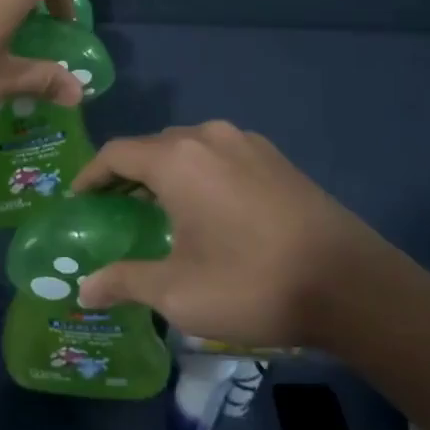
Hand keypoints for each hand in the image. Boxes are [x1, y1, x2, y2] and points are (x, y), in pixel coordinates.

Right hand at [72, 122, 429, 350]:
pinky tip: (209, 210)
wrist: (352, 285)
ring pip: (190, 149)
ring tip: (159, 210)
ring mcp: (248, 143)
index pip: (117, 153)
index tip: (78, 200)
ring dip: (167, 173)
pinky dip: (201, 175)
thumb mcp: (178, 292)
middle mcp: (209, 137)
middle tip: (115, 210)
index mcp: (177, 159)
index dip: (91, 175)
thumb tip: (84, 289)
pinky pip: (222, 157)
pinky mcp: (277, 159)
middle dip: (128, 175)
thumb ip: (125, 281)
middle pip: (153, 147)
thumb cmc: (251, 283)